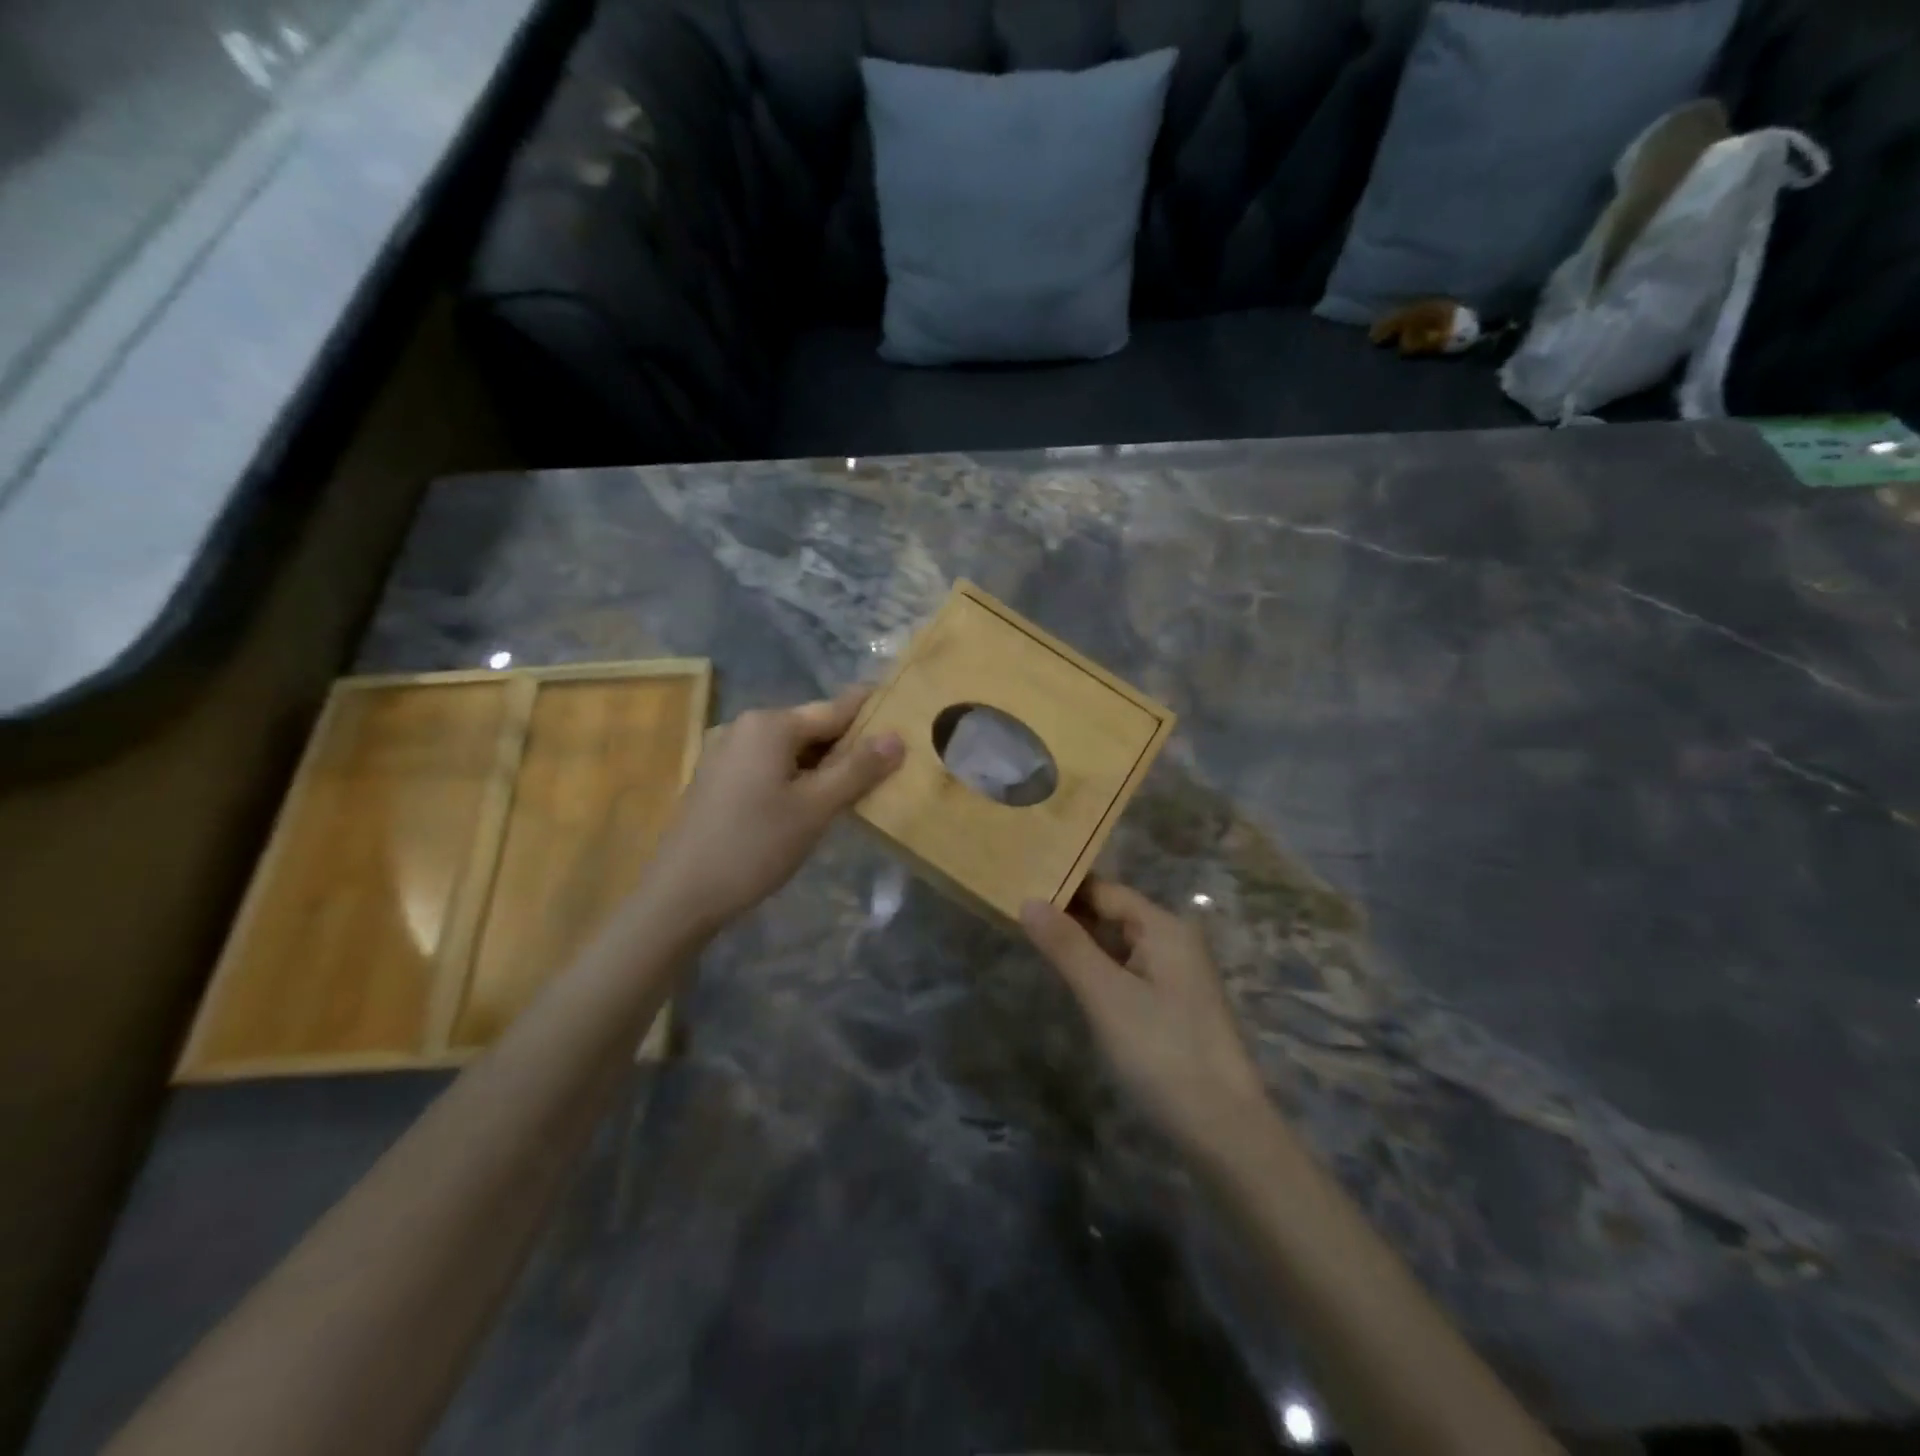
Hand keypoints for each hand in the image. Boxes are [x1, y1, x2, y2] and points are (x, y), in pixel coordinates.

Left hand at [645, 688, 902, 933]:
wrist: (681, 894)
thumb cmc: (754, 846)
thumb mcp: (815, 809)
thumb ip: (858, 770)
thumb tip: (897, 737)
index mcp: (769, 724)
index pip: (834, 709)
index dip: (870, 712)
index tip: (902, 711)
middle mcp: (744, 727)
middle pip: (811, 727)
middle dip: (848, 744)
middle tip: (889, 762)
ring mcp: (725, 752)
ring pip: (789, 749)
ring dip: (823, 763)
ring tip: (859, 784)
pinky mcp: (717, 778)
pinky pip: (768, 765)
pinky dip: (796, 776)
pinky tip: (812, 800)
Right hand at [1022, 881, 1267, 1149]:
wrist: (1224, 1129)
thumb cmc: (1162, 1051)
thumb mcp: (1106, 995)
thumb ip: (1066, 945)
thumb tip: (1028, 900)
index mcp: (1164, 928)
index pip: (1106, 891)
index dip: (1065, 888)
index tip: (1020, 887)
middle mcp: (1175, 941)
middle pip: (1115, 914)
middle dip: (1071, 915)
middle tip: (1018, 914)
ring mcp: (1178, 975)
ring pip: (1121, 944)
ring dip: (1084, 943)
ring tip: (1035, 940)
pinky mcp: (1175, 1006)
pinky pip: (1130, 971)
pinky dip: (1101, 969)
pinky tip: (1076, 980)